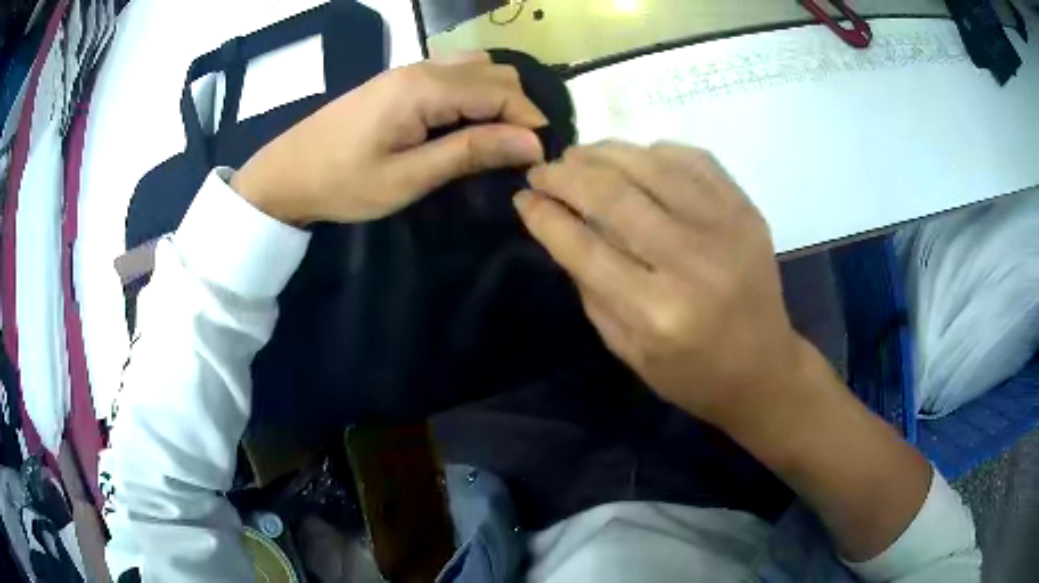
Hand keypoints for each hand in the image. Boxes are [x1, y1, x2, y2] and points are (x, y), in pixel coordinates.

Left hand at [232, 53, 547, 224]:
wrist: (286, 173)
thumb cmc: (342, 183)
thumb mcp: (408, 177)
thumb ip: (469, 152)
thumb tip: (531, 142)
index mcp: (425, 88)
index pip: (501, 89)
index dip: (529, 120)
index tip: (538, 157)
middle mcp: (422, 67)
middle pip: (495, 71)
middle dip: (519, 106)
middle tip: (517, 151)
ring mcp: (408, 69)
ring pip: (476, 67)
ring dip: (498, 96)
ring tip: (497, 138)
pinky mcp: (398, 80)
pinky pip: (453, 73)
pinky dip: (475, 92)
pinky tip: (468, 122)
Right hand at [515, 141, 809, 430]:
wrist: (764, 367)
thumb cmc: (690, 372)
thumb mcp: (626, 349)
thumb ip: (589, 287)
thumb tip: (558, 225)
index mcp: (655, 312)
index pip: (583, 246)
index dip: (544, 216)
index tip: (522, 198)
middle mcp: (691, 262)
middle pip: (612, 195)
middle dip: (565, 175)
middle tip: (543, 171)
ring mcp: (725, 228)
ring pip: (650, 164)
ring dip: (604, 153)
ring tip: (579, 156)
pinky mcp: (746, 210)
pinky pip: (693, 159)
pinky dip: (655, 151)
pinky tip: (635, 158)